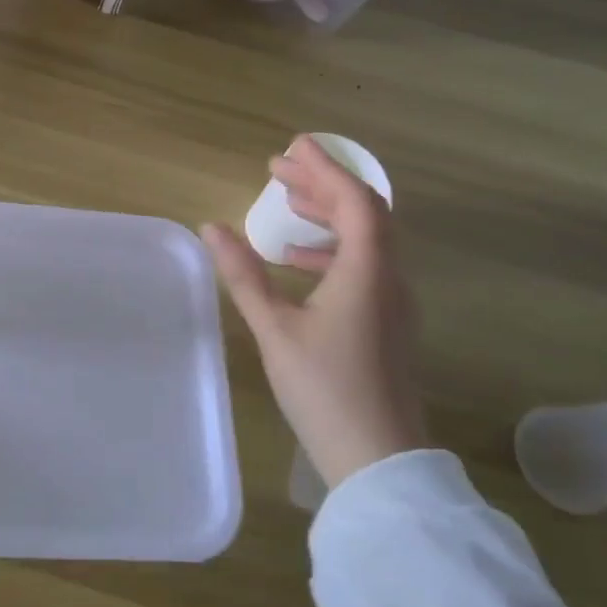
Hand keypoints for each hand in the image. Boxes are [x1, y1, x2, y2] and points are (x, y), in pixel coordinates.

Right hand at [201, 136, 427, 488]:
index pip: (354, 201)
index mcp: (367, 272)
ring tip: (287, 206)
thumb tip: (212, 228)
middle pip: (365, 213)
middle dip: (322, 186)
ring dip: (329, 216)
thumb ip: (245, 275)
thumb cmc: (324, 389)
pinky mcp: (388, 323)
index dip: (324, 169)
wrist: (378, 459)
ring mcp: (394, 302)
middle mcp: (389, 278)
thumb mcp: (275, 329)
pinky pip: (365, 265)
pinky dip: (333, 250)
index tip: (292, 147)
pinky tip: (298, 263)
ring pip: (367, 240)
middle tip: (279, 171)